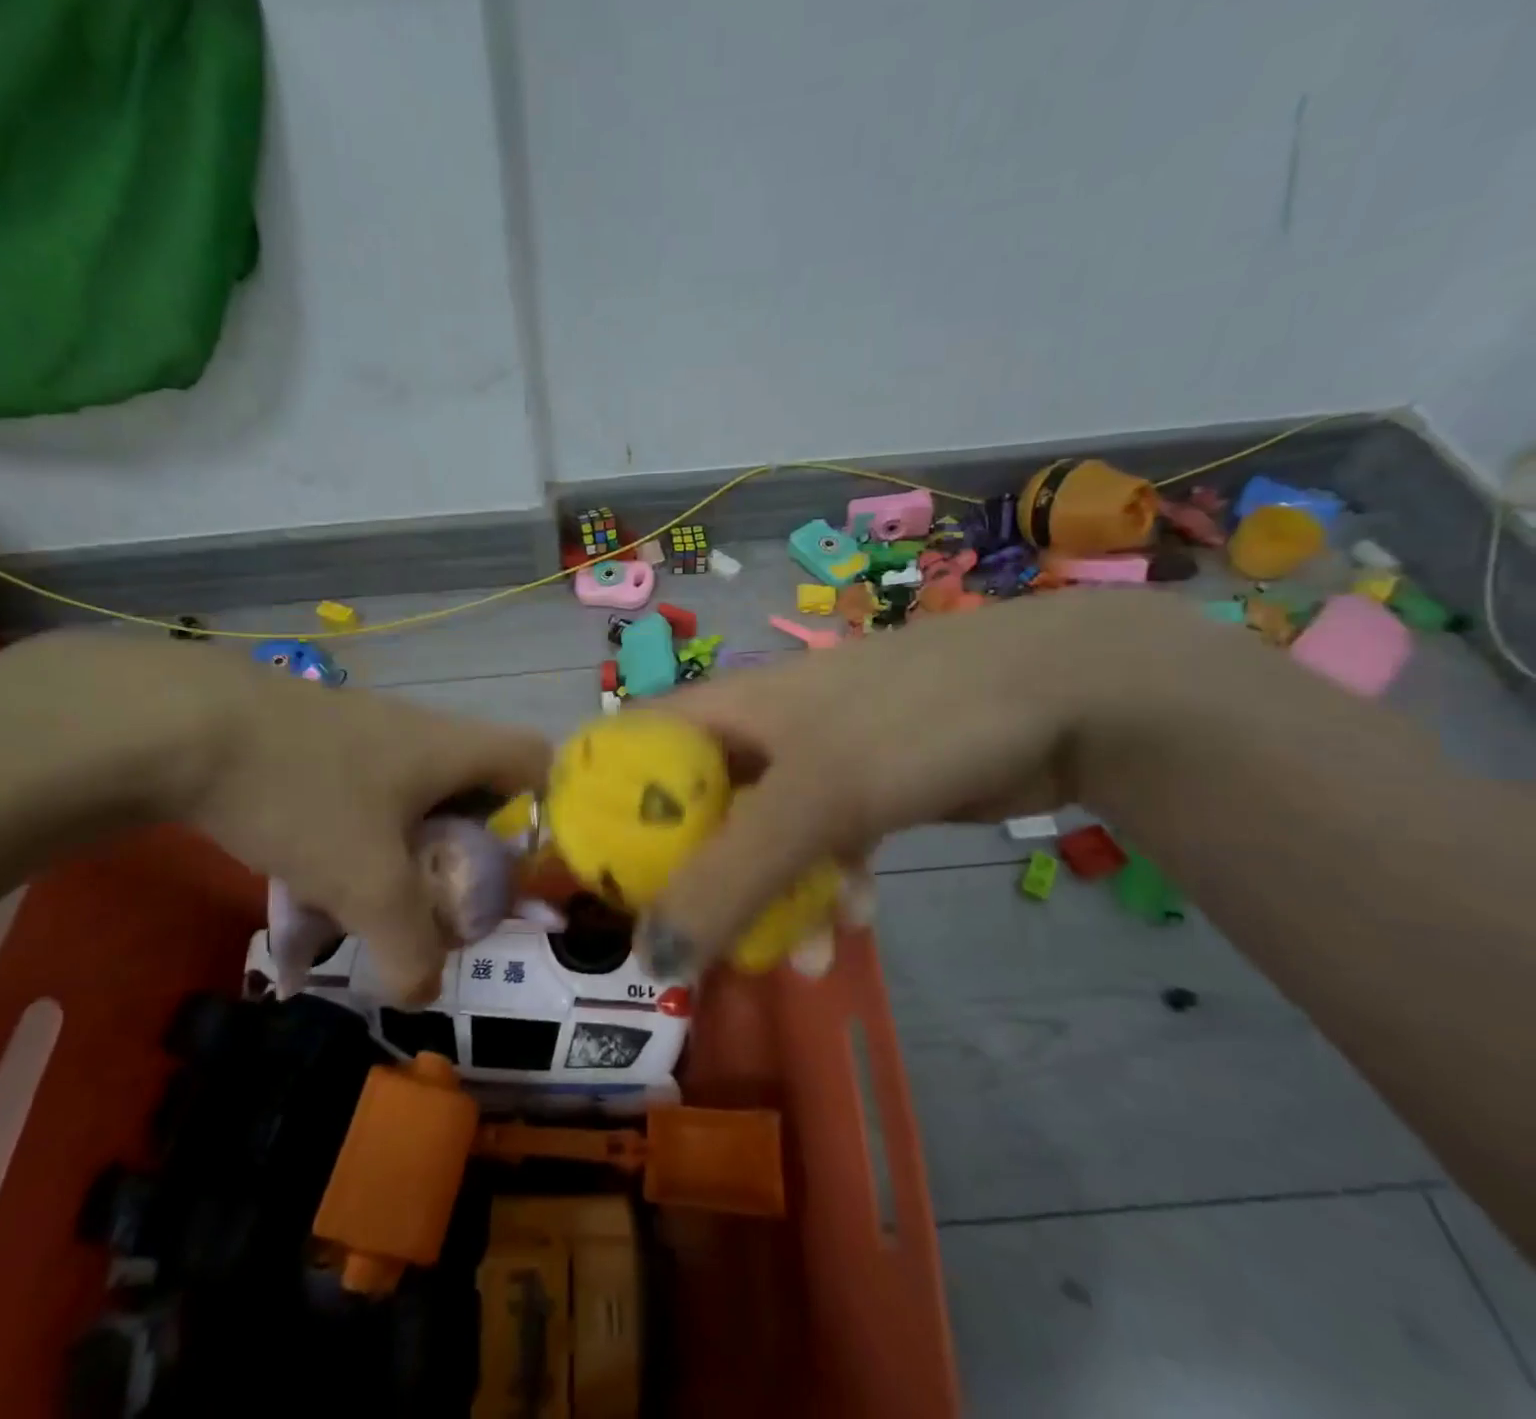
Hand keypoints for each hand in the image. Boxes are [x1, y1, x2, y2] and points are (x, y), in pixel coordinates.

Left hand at [172, 655, 548, 1004]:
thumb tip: (424, 991)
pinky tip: (312, 882)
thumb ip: (409, 946)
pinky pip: (361, 798)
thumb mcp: (366, 883)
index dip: (546, 811)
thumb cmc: (305, 792)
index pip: (535, 761)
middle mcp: (420, 734)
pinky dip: (355, 842)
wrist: (185, 727)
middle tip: (443, 903)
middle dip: (466, 853)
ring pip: (411, 801)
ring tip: (372, 906)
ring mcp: (365, 735)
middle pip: (474, 791)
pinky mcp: (317, 744)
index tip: (518, 868)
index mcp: (453, 749)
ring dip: (404, 855)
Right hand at [635, 592, 1212, 977]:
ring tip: (799, 961)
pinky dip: (827, 886)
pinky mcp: (862, 789)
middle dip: (692, 880)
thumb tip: (652, 956)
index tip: (593, 879)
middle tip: (689, 946)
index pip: (629, 750)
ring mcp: (813, 761)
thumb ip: (729, 876)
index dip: (599, 806)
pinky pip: (821, 847)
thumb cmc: (911, 721)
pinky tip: (856, 922)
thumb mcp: (813, 797)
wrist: (1063, 694)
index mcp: (724, 711)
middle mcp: (758, 733)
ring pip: (762, 840)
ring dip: (771, 901)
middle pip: (692, 809)